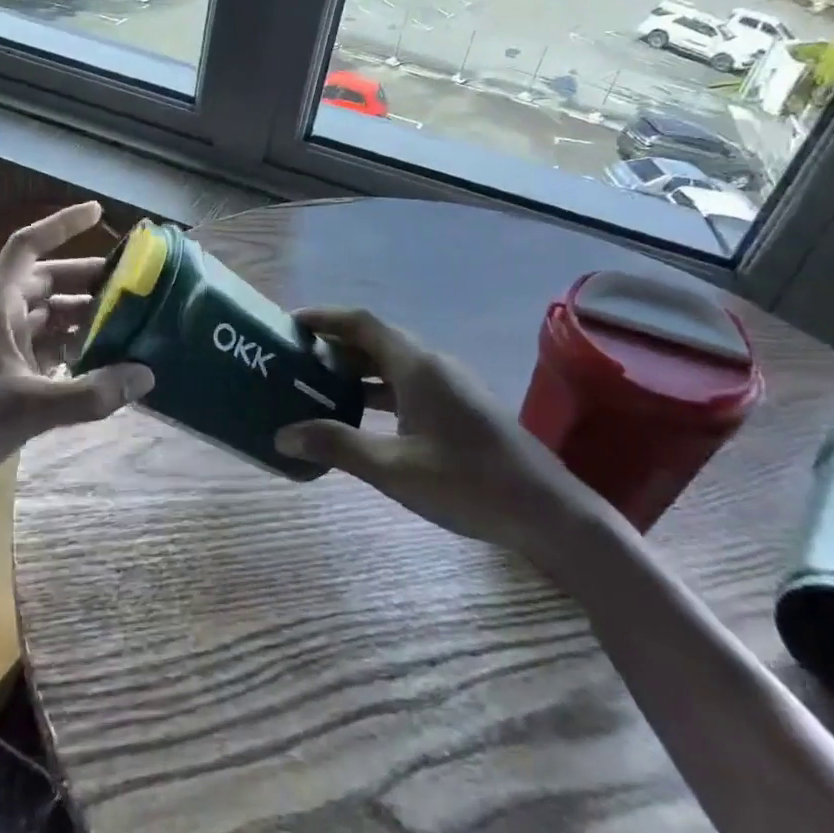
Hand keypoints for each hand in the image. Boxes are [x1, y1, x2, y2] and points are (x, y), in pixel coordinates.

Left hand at [0, 202, 152, 499]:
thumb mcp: (30, 406)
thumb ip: (91, 392)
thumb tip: (146, 375)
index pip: (28, 246)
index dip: (61, 224)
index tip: (99, 212)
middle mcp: (0, 316)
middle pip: (47, 280)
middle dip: (87, 278)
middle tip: (131, 283)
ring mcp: (2, 346)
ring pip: (49, 316)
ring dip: (83, 315)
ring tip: (126, 321)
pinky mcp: (6, 375)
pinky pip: (47, 347)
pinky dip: (74, 348)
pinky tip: (103, 360)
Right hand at [275, 307, 603, 560]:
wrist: (551, 515)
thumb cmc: (469, 484)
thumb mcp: (393, 469)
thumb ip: (337, 446)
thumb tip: (282, 435)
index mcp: (417, 367)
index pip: (362, 323)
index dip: (325, 318)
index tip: (290, 322)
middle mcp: (434, 365)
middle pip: (377, 341)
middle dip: (336, 345)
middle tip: (296, 359)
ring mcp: (452, 386)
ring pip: (394, 365)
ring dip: (357, 371)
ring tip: (319, 386)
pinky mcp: (462, 408)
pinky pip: (409, 385)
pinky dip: (379, 391)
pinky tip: (363, 419)